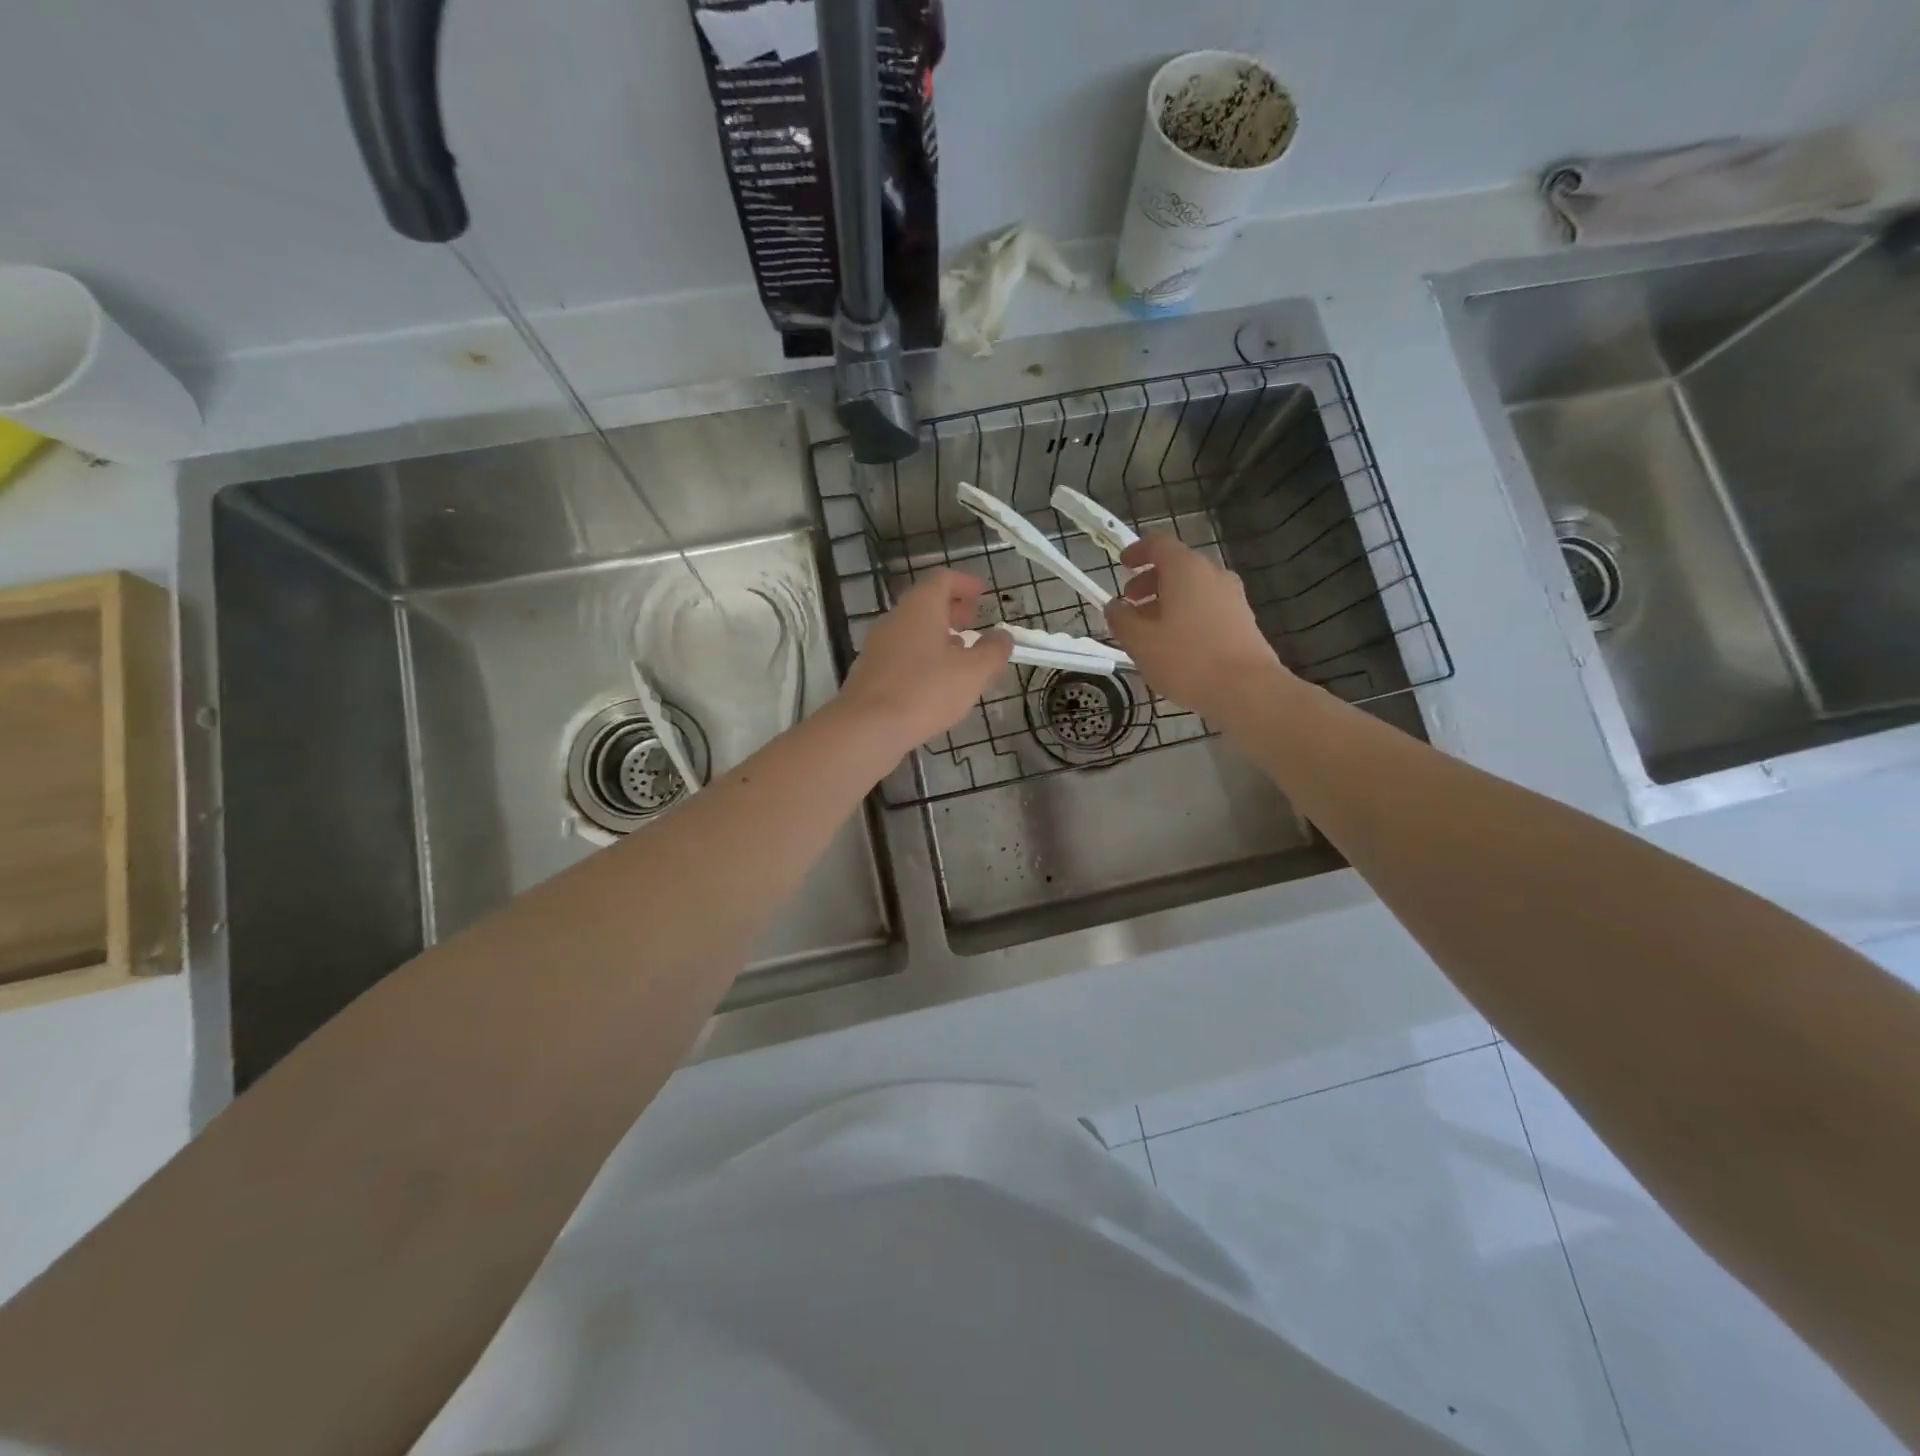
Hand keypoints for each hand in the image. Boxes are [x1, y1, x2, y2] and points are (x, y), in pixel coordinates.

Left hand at [840, 569, 1011, 748]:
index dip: (965, 583)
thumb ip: (993, 651)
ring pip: (913, 632)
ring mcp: (878, 646)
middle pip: (926, 604)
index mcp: (920, 608)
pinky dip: (923, 658)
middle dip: (952, 611)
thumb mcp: (973, 672)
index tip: (983, 593)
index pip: (942, 579)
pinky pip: (902, 655)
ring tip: (960, 657)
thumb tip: (1003, 636)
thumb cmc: (925, 691)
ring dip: (938, 637)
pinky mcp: (870, 673)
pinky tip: (935, 683)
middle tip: (974, 623)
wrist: (866, 728)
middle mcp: (895, 619)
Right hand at [1104, 533, 1287, 717]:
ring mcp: (1233, 597)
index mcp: (1186, 569)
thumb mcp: (1140, 642)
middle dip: (1149, 582)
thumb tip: (1114, 607)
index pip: (1159, 544)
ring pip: (1193, 589)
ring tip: (1149, 629)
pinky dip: (1187, 615)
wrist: (1246, 689)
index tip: (1122, 565)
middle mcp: (1213, 574)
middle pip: (1177, 566)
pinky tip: (1176, 644)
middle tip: (1130, 604)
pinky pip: (1208, 607)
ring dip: (1168, 601)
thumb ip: (1121, 619)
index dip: (1137, 551)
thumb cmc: (1186, 659)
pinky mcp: (1243, 620)